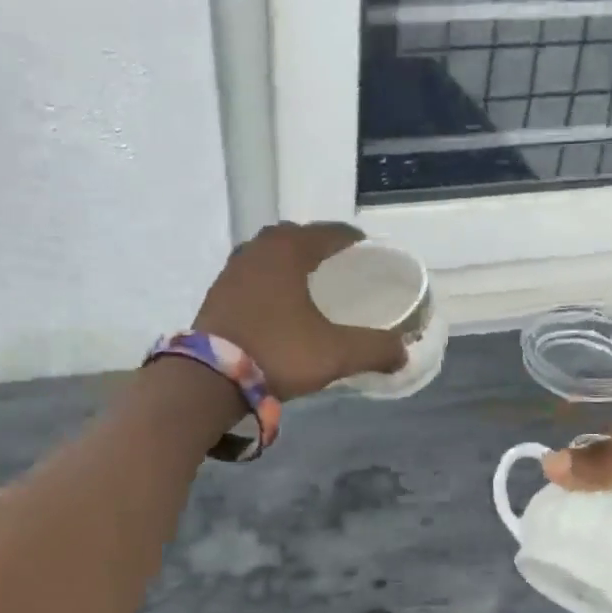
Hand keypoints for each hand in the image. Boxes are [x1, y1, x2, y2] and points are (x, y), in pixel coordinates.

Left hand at [193, 222, 407, 400]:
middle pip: (297, 237)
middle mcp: (259, 248)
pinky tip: (278, 304)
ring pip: (270, 254)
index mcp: (289, 249)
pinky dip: (270, 280)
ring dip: (291, 263)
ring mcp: (233, 268)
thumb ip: (374, 349)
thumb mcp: (335, 353)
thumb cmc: (278, 352)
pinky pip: (253, 274)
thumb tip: (402, 352)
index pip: (330, 233)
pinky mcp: (217, 292)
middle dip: (319, 247)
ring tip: (309, 284)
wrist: (209, 379)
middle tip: (340, 268)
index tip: (368, 253)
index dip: (353, 241)